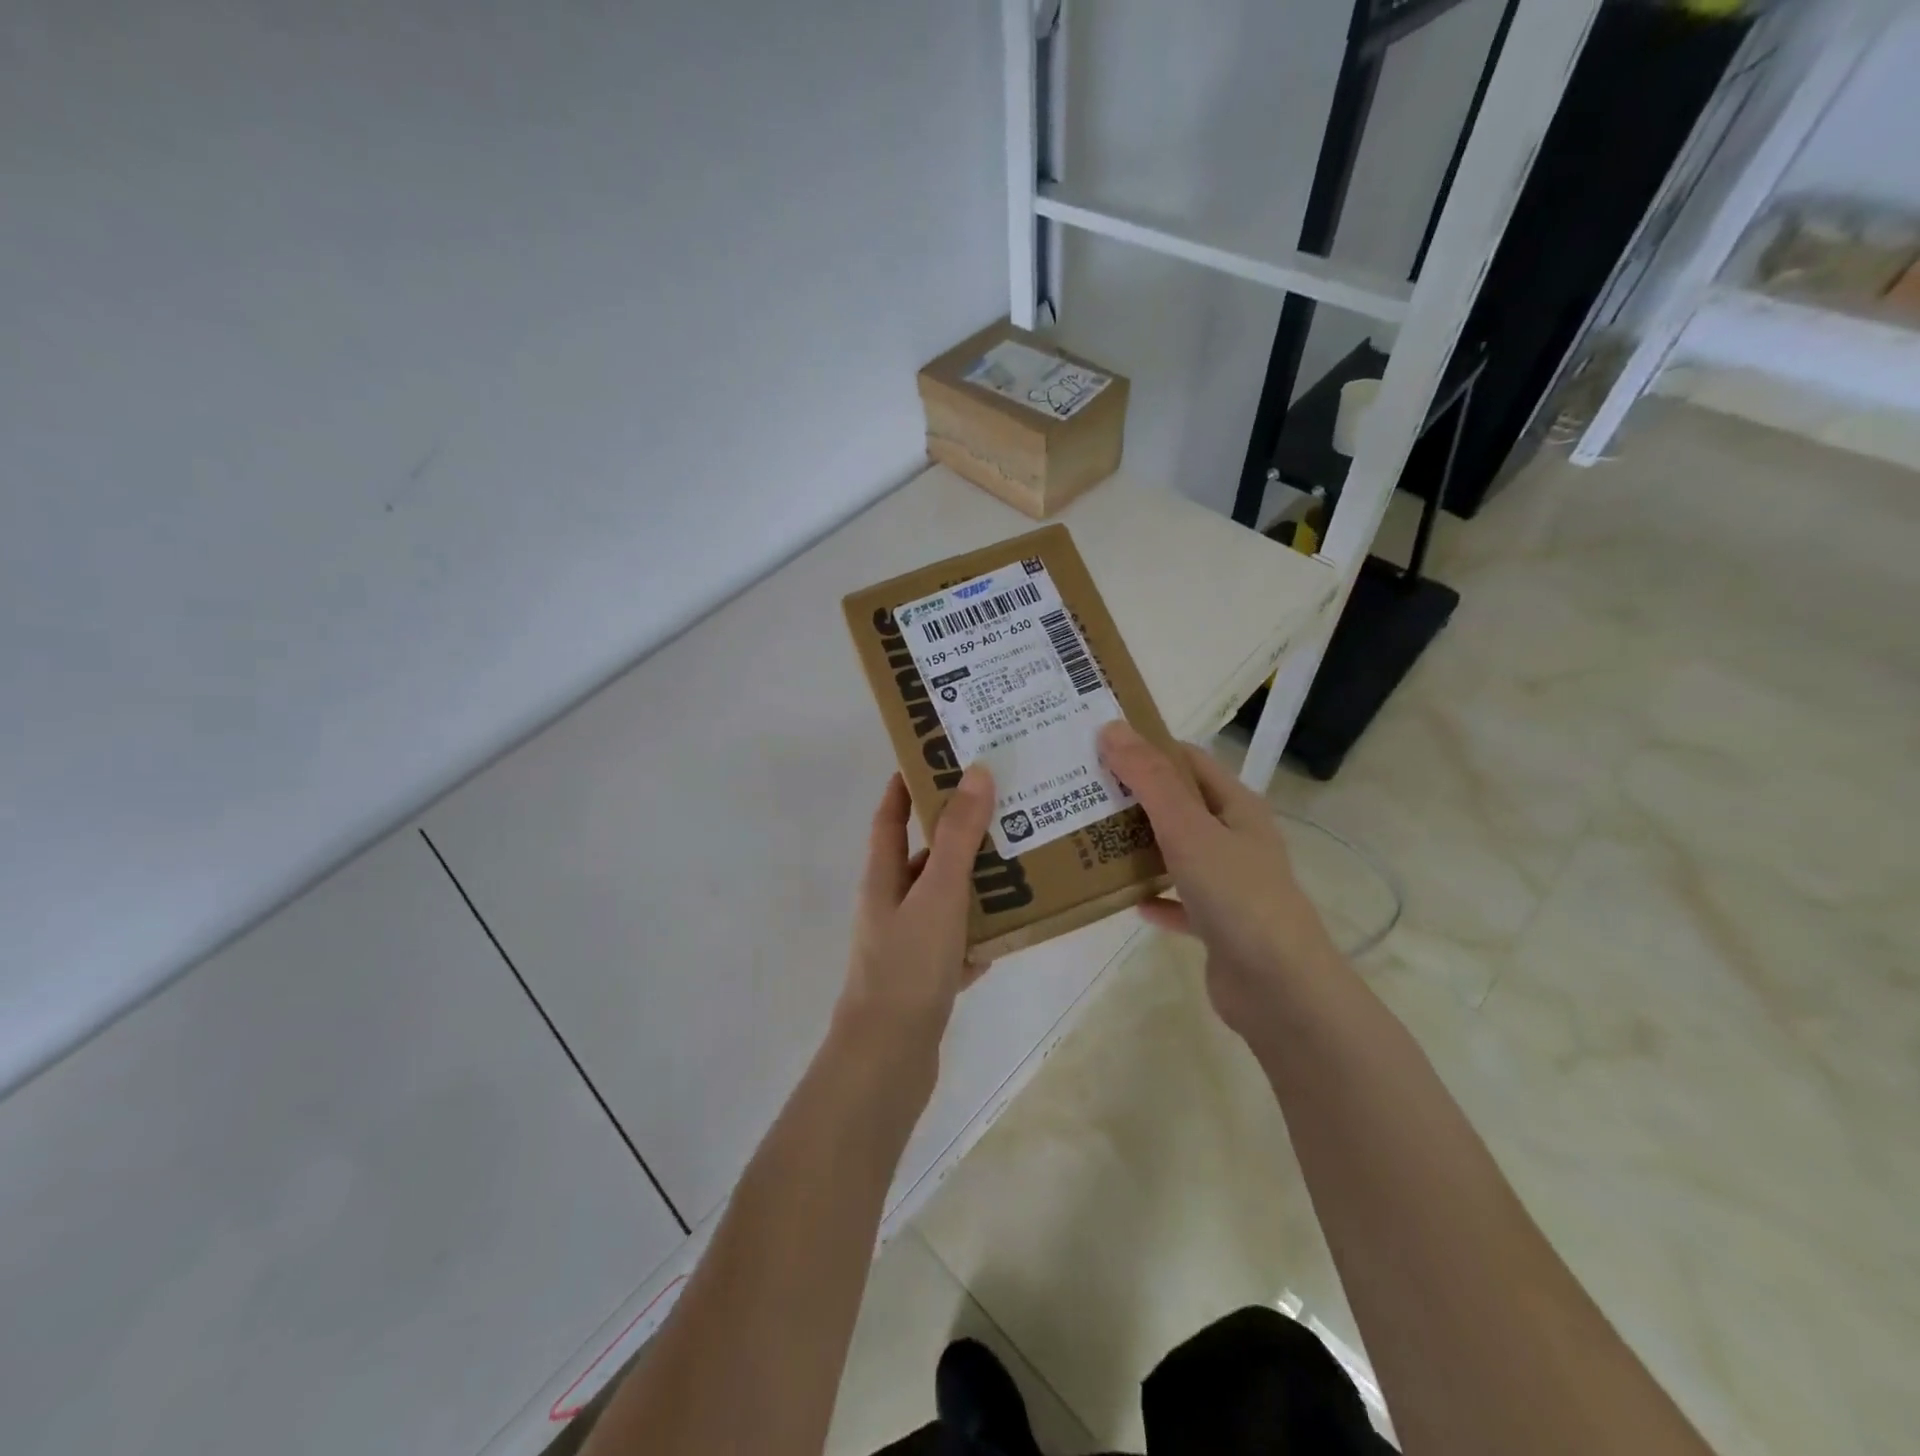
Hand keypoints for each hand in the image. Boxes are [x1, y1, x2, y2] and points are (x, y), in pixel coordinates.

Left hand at [837, 765, 996, 1059]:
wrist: (889, 1057)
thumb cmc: (908, 965)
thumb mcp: (938, 893)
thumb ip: (958, 836)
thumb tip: (975, 772)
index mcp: (884, 877)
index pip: (890, 816)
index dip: (906, 785)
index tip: (937, 757)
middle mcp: (893, 903)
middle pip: (927, 855)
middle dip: (959, 830)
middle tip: (1005, 805)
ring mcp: (910, 942)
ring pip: (948, 898)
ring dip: (979, 880)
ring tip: (1024, 857)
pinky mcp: (929, 976)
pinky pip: (962, 940)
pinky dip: (985, 930)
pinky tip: (1020, 924)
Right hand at [1097, 721, 1337, 1041]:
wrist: (1278, 989)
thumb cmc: (1236, 895)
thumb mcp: (1188, 828)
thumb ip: (1150, 779)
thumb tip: (1112, 728)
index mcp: (1236, 806)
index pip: (1187, 760)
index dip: (1147, 747)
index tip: (1099, 744)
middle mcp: (1235, 838)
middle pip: (1179, 805)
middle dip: (1134, 797)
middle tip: (1081, 790)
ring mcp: (1229, 883)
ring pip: (1176, 852)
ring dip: (1139, 847)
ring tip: (1089, 839)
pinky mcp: (1218, 924)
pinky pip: (1178, 901)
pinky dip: (1154, 897)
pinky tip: (1126, 900)